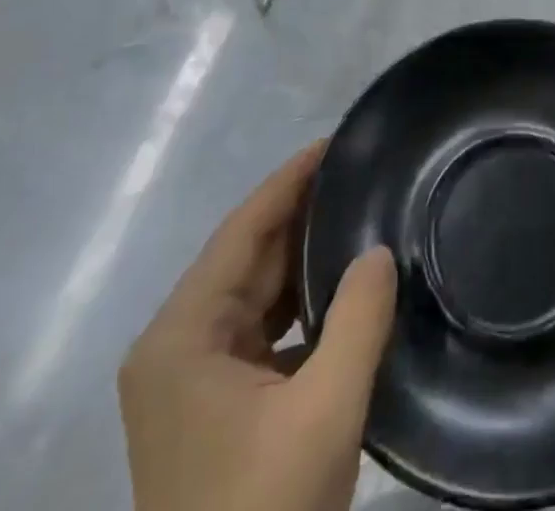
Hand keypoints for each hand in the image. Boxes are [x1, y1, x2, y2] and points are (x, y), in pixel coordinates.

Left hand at [120, 141, 397, 510]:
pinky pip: (261, 333)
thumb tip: (378, 251)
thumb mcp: (324, 412)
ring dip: (304, 262)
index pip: (242, 230)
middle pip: (246, 259)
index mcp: (181, 336)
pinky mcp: (213, 410)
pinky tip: (344, 290)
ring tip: (360, 216)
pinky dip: (301, 308)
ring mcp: (191, 382)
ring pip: (256, 296)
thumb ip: (358, 319)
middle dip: (302, 216)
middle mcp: (176, 348)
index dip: (289, 181)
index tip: (336, 143)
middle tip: (361, 175)